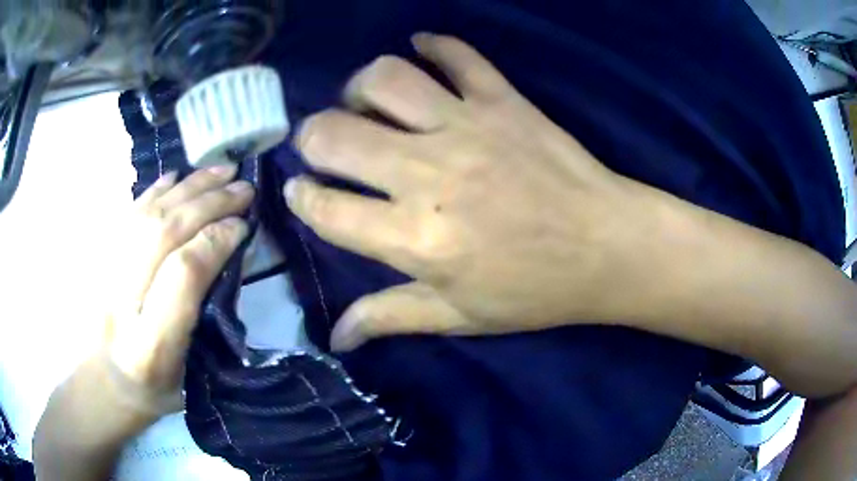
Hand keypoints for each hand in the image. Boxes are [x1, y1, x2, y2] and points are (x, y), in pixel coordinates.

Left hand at [105, 166, 252, 403]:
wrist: (100, 386)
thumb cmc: (151, 392)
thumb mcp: (189, 376)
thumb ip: (205, 318)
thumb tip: (227, 256)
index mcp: (150, 347)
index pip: (182, 275)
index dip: (215, 241)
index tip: (243, 226)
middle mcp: (122, 304)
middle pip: (163, 234)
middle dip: (207, 204)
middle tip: (242, 187)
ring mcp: (103, 276)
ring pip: (146, 215)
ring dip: (187, 187)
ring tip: (220, 170)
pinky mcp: (96, 260)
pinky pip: (128, 213)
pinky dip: (156, 190)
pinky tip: (178, 176)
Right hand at [286, 34, 665, 350]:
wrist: (608, 249)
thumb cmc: (535, 291)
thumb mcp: (459, 316)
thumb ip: (390, 318)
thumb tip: (335, 340)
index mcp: (415, 239)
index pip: (327, 209)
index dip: (301, 198)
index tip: (299, 189)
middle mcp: (428, 175)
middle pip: (336, 134)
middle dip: (312, 135)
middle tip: (323, 143)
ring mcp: (467, 127)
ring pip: (386, 79)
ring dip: (360, 86)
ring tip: (366, 101)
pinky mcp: (504, 100)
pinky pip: (458, 55)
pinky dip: (434, 45)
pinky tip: (422, 48)